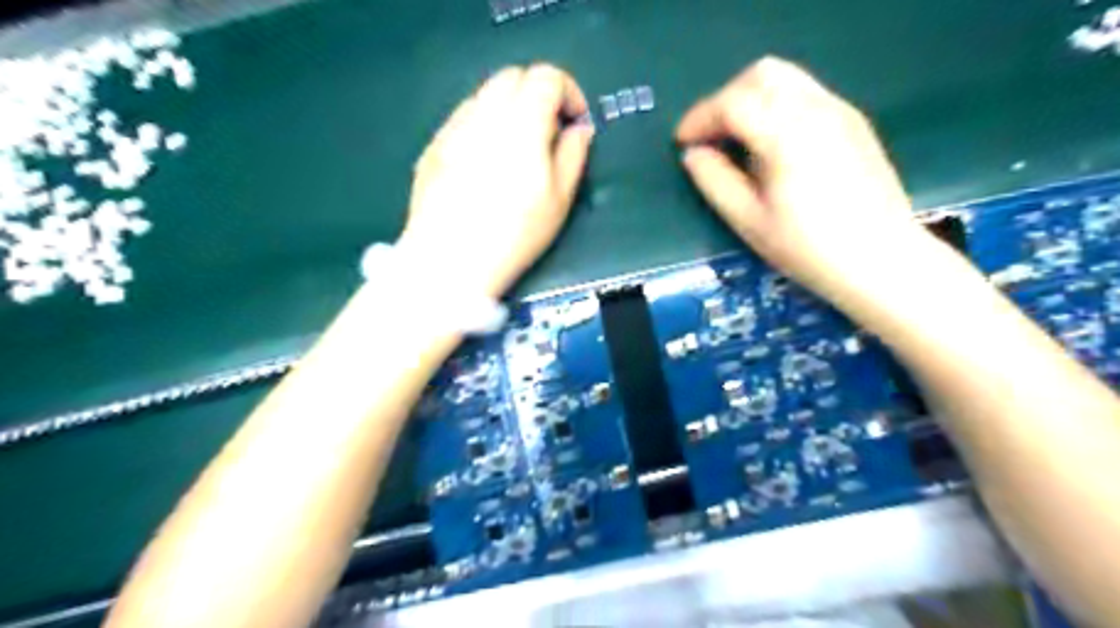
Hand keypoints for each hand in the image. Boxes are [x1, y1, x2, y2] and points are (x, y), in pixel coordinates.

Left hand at [400, 63, 592, 298]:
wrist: (450, 261)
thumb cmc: (514, 234)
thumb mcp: (559, 199)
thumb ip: (573, 155)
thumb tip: (578, 130)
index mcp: (521, 123)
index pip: (546, 76)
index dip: (569, 93)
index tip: (575, 123)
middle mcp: (483, 114)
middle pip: (512, 76)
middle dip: (537, 95)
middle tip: (548, 134)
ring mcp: (452, 128)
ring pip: (485, 95)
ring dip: (508, 110)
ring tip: (515, 152)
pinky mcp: (433, 147)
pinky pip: (463, 120)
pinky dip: (482, 127)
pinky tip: (484, 166)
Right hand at [673, 53, 928, 308]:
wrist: (881, 259)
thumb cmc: (808, 248)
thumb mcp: (749, 221)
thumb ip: (715, 181)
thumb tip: (693, 155)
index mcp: (787, 135)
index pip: (733, 102)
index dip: (700, 118)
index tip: (682, 142)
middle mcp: (816, 109)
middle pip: (761, 74)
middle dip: (725, 99)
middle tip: (709, 136)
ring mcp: (840, 111)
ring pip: (786, 78)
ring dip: (751, 98)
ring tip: (736, 138)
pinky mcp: (853, 122)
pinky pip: (806, 94)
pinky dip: (777, 105)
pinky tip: (772, 144)